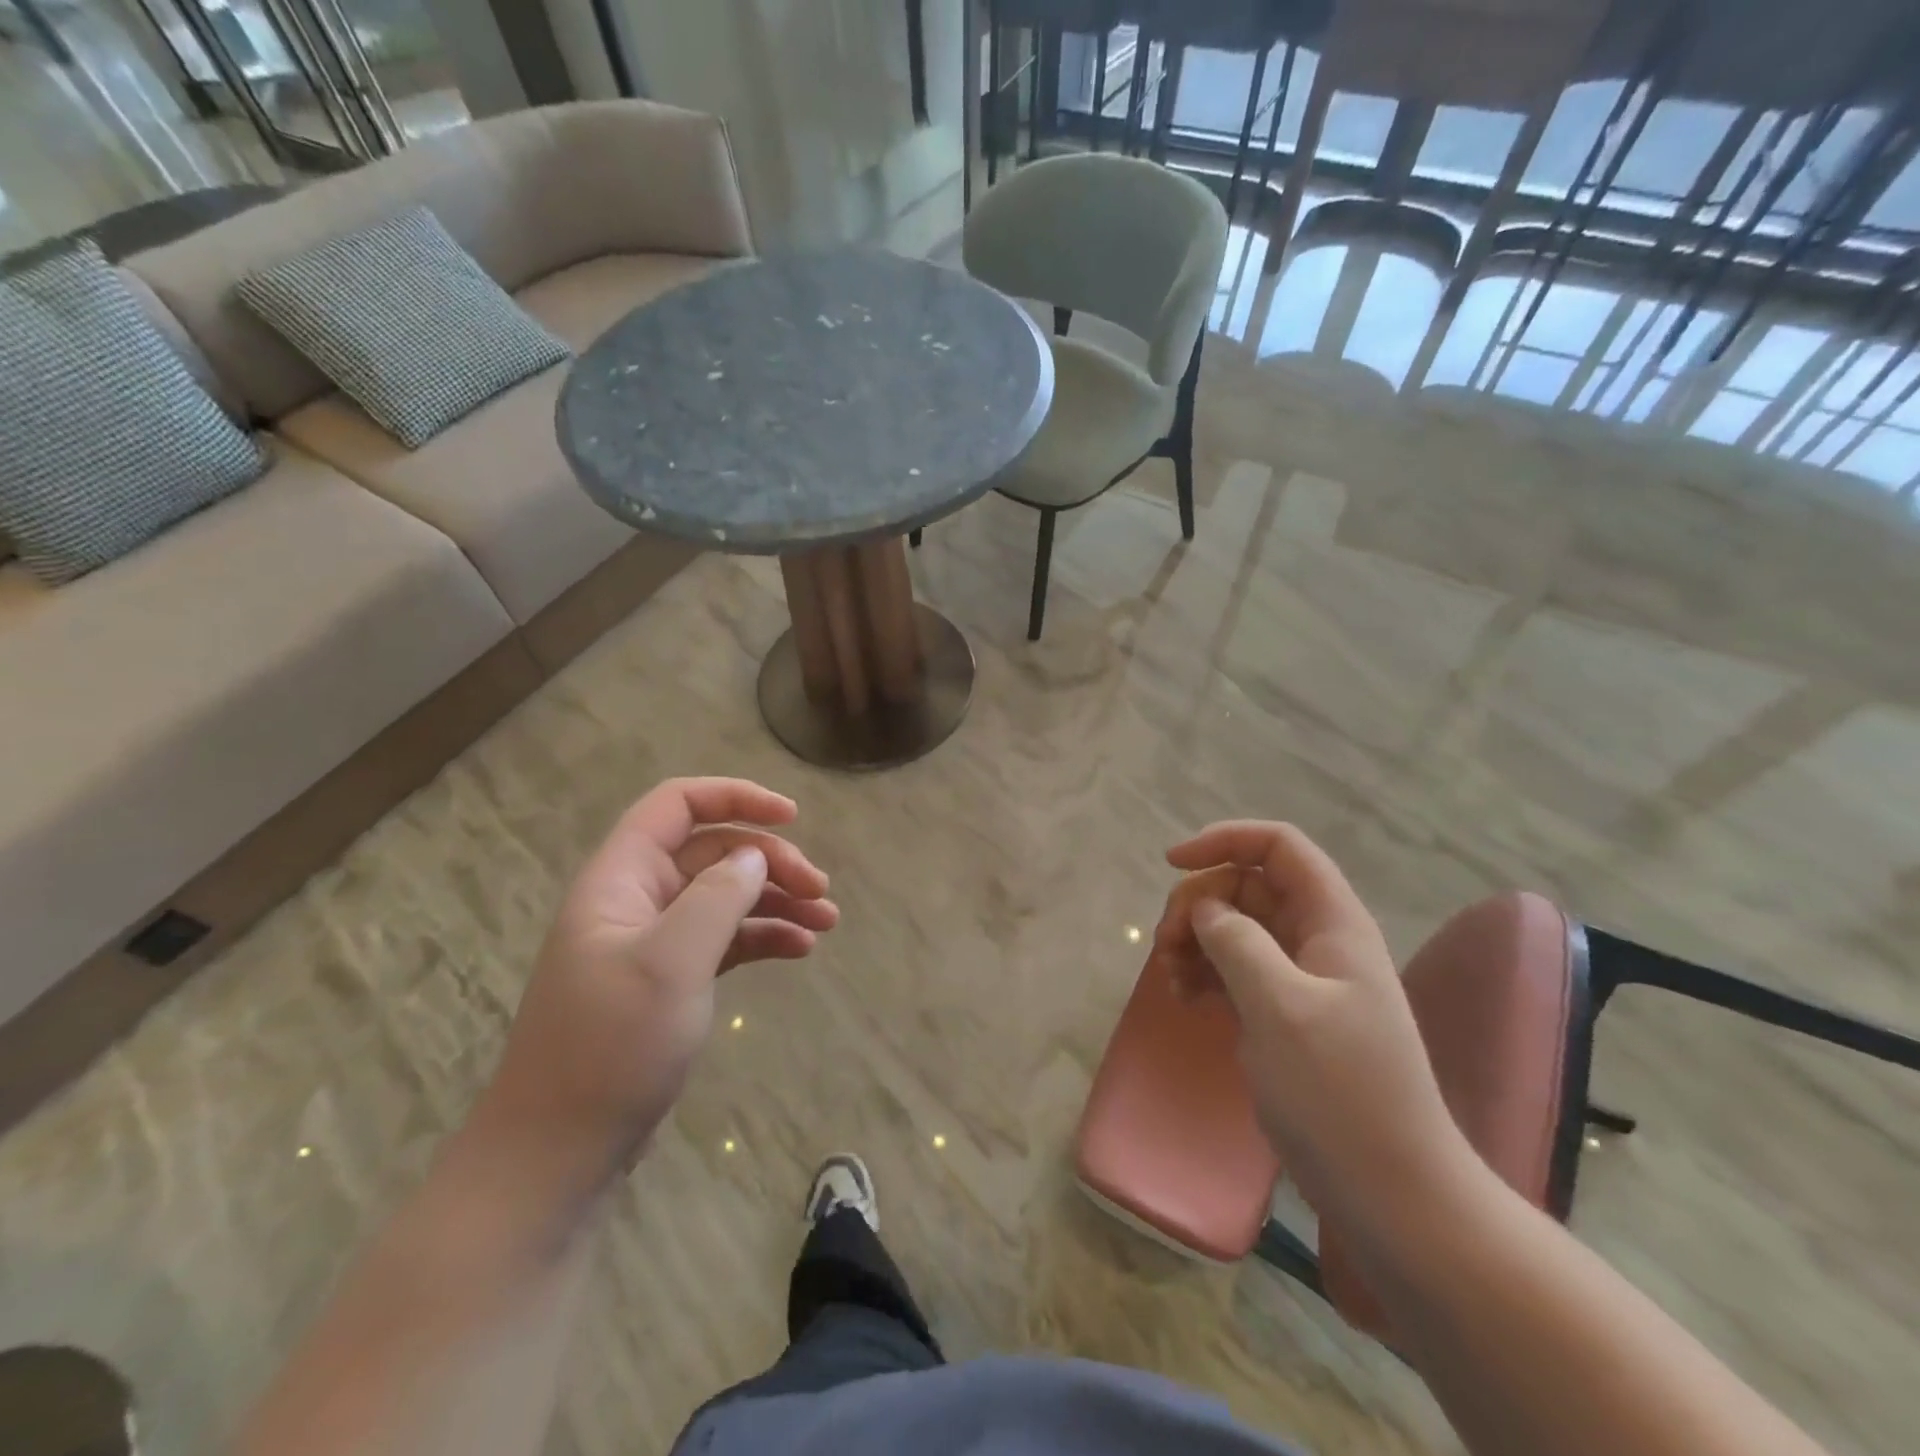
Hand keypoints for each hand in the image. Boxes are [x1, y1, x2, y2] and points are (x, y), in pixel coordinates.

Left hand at [474, 778, 837, 1190]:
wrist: (558, 1154)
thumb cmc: (610, 1047)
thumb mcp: (671, 962)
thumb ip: (717, 897)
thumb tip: (754, 856)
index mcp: (621, 878)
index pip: (677, 804)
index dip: (735, 797)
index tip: (792, 817)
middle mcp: (637, 899)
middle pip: (713, 851)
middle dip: (770, 861)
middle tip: (821, 889)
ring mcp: (653, 942)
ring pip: (724, 895)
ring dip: (776, 899)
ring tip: (827, 920)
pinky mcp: (669, 980)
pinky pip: (725, 939)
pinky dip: (763, 937)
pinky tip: (801, 949)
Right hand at [1148, 821, 1476, 1237]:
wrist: (1390, 1191)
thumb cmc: (1341, 1093)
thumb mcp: (1282, 1008)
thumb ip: (1237, 943)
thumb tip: (1204, 907)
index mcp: (1332, 921)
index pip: (1279, 846)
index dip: (1225, 840)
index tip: (1172, 864)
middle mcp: (1317, 938)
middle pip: (1246, 886)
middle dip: (1198, 903)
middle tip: (1165, 945)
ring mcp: (1300, 977)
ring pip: (1235, 927)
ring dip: (1194, 940)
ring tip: (1171, 980)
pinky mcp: (1282, 1012)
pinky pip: (1234, 968)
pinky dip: (1204, 973)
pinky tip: (1184, 999)